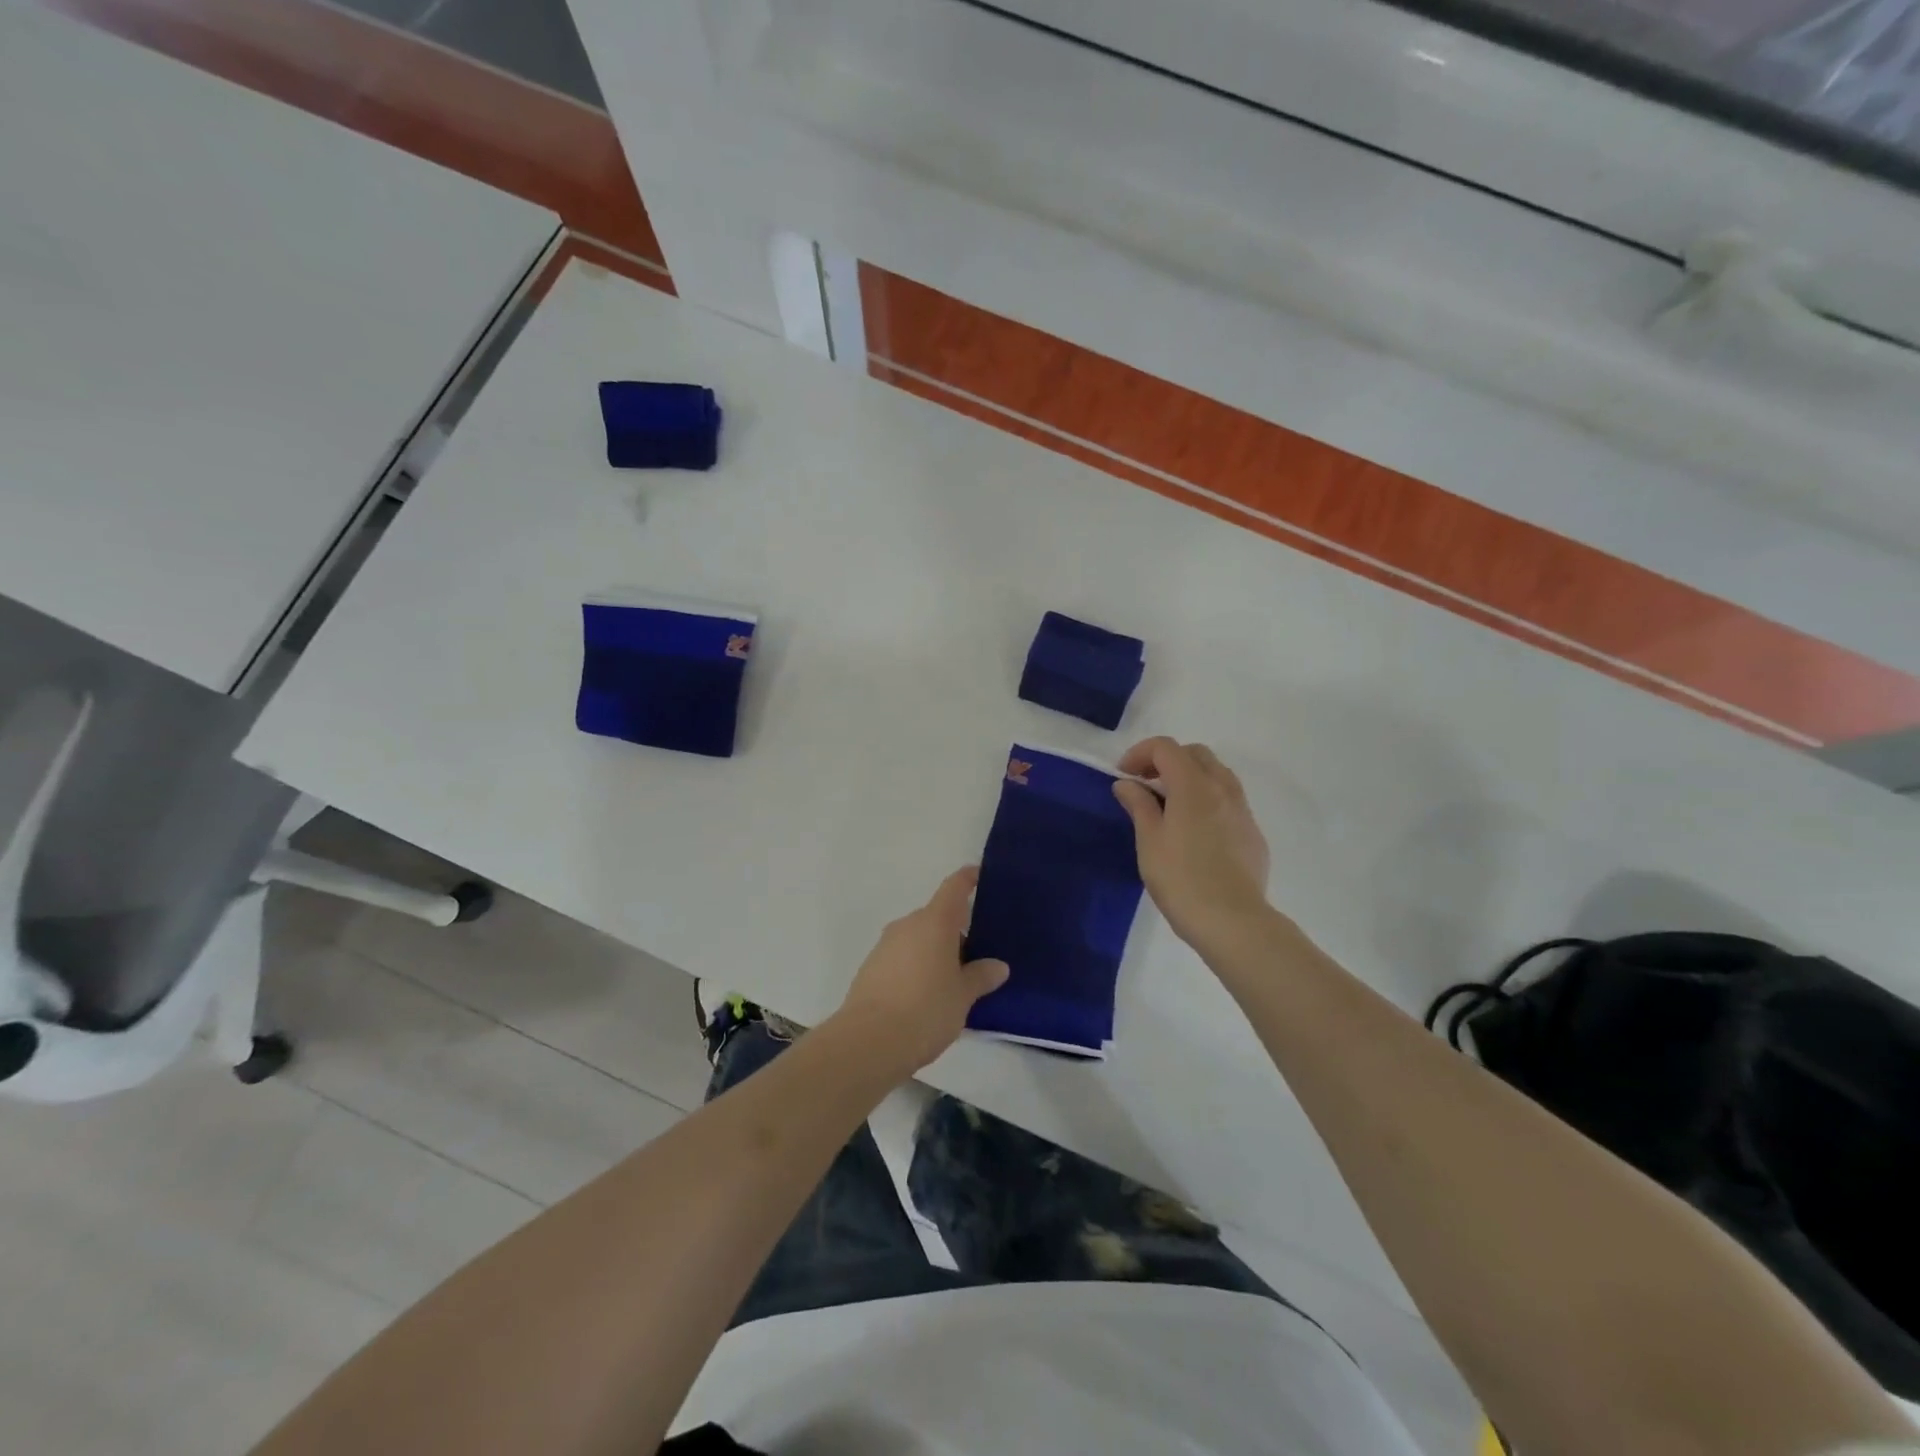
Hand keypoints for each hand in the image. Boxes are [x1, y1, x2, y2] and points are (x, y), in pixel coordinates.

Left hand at [833, 867, 1009, 1073]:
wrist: (868, 1042)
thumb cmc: (925, 1010)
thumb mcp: (963, 996)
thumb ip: (981, 976)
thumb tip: (998, 966)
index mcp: (934, 922)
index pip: (954, 887)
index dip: (968, 878)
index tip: (979, 875)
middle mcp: (908, 925)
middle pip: (937, 916)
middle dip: (956, 930)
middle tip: (977, 955)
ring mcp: (885, 945)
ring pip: (918, 938)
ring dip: (935, 951)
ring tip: (954, 981)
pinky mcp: (871, 967)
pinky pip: (902, 957)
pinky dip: (917, 966)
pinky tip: (926, 995)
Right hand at [1113, 738, 1273, 953]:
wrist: (1232, 920)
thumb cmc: (1181, 878)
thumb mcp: (1149, 840)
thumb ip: (1138, 805)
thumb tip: (1127, 783)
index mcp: (1193, 785)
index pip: (1166, 748)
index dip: (1140, 753)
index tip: (1123, 775)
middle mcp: (1223, 789)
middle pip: (1195, 754)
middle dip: (1167, 760)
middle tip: (1145, 784)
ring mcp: (1242, 811)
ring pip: (1217, 775)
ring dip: (1190, 778)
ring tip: (1169, 805)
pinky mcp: (1252, 833)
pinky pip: (1229, 801)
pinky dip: (1207, 800)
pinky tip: (1194, 831)